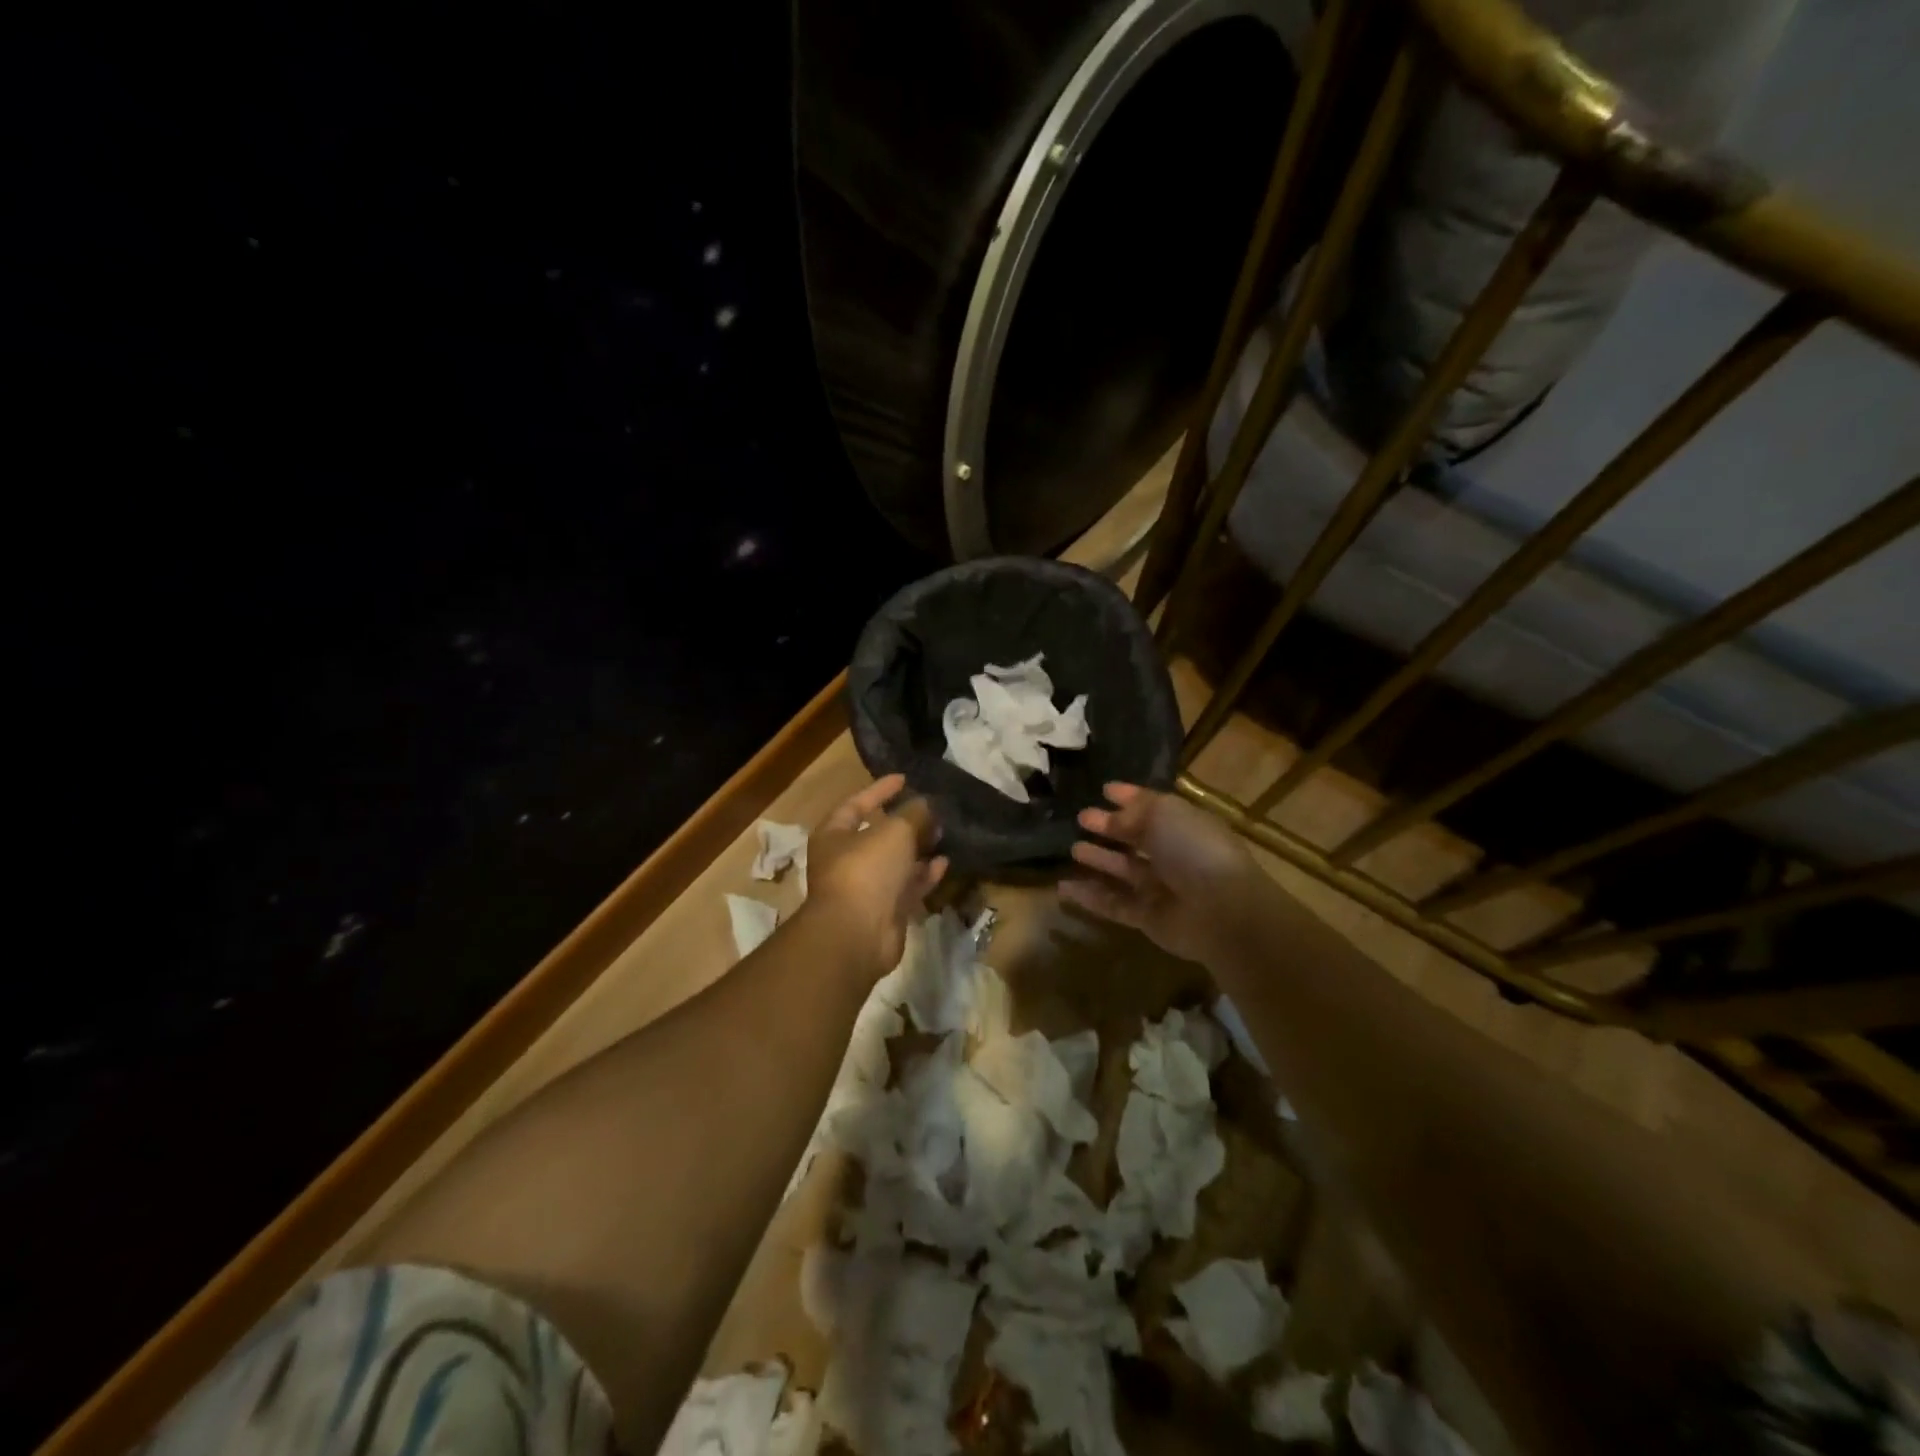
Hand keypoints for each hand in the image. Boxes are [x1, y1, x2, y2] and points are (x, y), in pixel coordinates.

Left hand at [805, 774, 948, 978]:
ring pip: (895, 862)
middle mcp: (846, 860)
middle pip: (878, 835)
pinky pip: (907, 887)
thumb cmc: (867, 870)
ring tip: (942, 834)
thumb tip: (926, 805)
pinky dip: (924, 875)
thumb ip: (914, 814)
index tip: (904, 779)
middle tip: (931, 810)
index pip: (856, 804)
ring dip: (917, 848)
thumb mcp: (895, 831)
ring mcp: (865, 888)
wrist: (857, 934)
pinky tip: (944, 863)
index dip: (879, 790)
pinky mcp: (885, 911)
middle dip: (905, 822)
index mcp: (834, 835)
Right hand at [1060, 782, 1260, 964]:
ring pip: (1122, 870)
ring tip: (1073, 848)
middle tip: (1081, 818)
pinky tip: (1063, 887)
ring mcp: (1160, 888)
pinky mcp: (1147, 917)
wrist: (1220, 910)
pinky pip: (1113, 903)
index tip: (1104, 790)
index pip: (1152, 807)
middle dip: (1109, 827)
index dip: (1130, 798)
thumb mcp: (1163, 815)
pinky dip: (1089, 896)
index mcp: (1183, 825)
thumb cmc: (1194, 850)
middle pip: (1135, 838)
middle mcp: (1173, 854)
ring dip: (1099, 859)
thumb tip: (1111, 817)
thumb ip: (1133, 812)